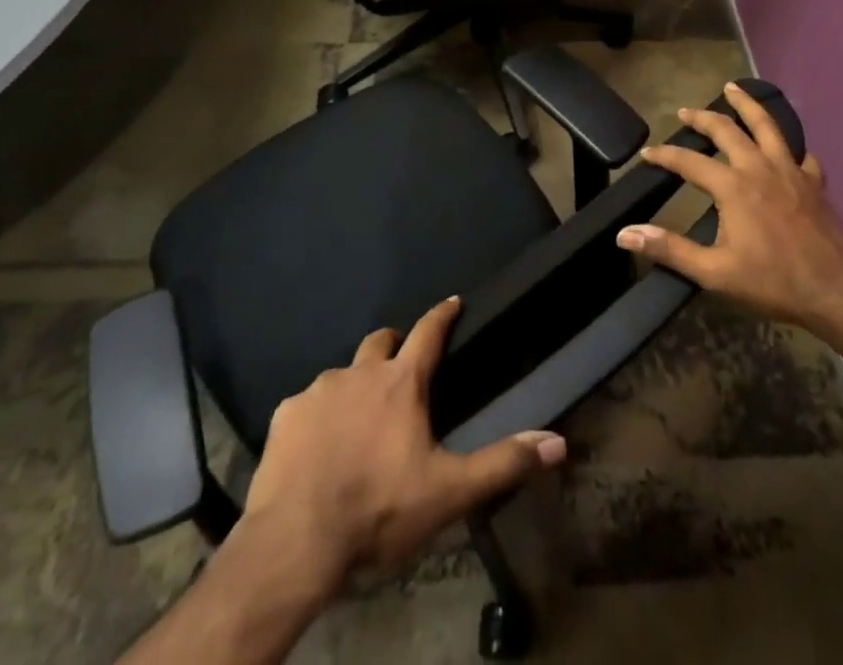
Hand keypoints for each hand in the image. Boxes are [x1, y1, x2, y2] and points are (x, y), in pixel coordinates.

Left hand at [239, 296, 566, 588]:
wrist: (295, 542)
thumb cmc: (378, 509)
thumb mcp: (449, 492)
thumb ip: (503, 463)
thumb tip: (557, 443)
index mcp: (401, 382)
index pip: (428, 331)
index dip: (442, 314)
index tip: (452, 300)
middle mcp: (359, 373)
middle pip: (380, 341)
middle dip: (393, 345)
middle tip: (400, 367)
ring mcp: (318, 391)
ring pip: (342, 375)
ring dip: (354, 387)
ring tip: (356, 422)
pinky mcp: (286, 415)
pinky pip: (307, 406)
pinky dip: (318, 418)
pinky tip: (317, 449)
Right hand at [616, 81, 842, 337]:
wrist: (834, 289)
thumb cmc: (771, 280)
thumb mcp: (714, 272)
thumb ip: (670, 249)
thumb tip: (626, 233)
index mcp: (732, 186)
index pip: (689, 161)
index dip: (665, 155)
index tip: (647, 153)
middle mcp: (759, 167)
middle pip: (727, 129)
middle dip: (702, 117)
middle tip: (686, 110)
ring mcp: (790, 170)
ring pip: (766, 125)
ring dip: (747, 105)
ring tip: (734, 88)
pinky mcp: (813, 182)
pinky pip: (801, 154)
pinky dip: (790, 147)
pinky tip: (787, 149)